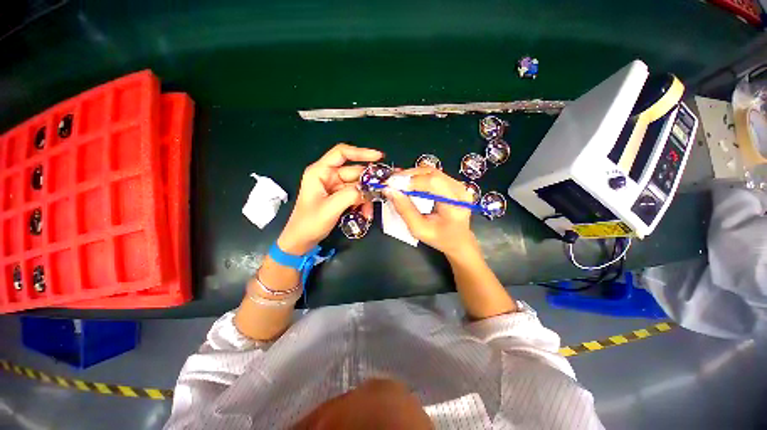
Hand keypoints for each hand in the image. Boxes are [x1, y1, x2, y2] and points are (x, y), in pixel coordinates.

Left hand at [277, 144, 382, 254]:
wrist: (301, 241)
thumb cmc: (309, 223)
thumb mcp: (330, 208)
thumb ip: (350, 195)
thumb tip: (369, 190)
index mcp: (320, 172)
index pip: (342, 153)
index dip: (361, 152)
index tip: (379, 157)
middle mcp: (328, 176)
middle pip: (354, 172)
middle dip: (369, 183)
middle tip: (384, 189)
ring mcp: (335, 187)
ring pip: (358, 186)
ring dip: (366, 198)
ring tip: (369, 212)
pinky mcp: (339, 197)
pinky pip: (356, 196)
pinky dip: (362, 204)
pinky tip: (364, 214)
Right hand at [383, 168, 479, 259]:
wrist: (458, 240)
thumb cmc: (439, 238)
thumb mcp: (419, 229)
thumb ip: (404, 209)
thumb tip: (389, 191)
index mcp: (455, 204)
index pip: (433, 183)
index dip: (410, 181)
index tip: (391, 185)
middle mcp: (459, 190)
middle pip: (431, 173)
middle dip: (408, 176)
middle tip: (390, 182)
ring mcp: (457, 184)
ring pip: (431, 170)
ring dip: (411, 175)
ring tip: (397, 182)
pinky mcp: (453, 183)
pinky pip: (433, 174)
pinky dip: (417, 176)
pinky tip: (407, 182)